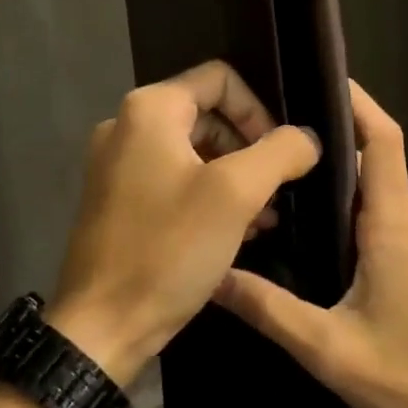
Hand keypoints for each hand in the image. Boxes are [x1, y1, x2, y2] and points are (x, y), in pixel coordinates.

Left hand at [46, 61, 320, 382]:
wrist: (100, 328)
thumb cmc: (168, 250)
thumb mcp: (236, 194)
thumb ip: (280, 152)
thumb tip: (307, 138)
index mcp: (150, 110)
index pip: (221, 79)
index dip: (259, 110)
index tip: (280, 155)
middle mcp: (126, 127)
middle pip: (208, 115)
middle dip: (250, 149)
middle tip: (277, 190)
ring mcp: (117, 166)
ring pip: (194, 151)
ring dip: (234, 177)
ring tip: (265, 217)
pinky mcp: (117, 201)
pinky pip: (174, 181)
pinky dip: (208, 197)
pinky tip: (237, 233)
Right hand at [215, 80, 407, 407]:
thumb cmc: (403, 376)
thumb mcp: (325, 347)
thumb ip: (267, 307)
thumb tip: (212, 276)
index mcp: (394, 221)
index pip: (383, 139)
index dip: (358, 102)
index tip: (320, 77)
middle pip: (375, 156)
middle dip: (332, 136)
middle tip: (274, 132)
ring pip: (379, 184)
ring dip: (341, 171)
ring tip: (284, 169)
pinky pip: (387, 207)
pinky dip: (354, 198)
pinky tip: (315, 217)